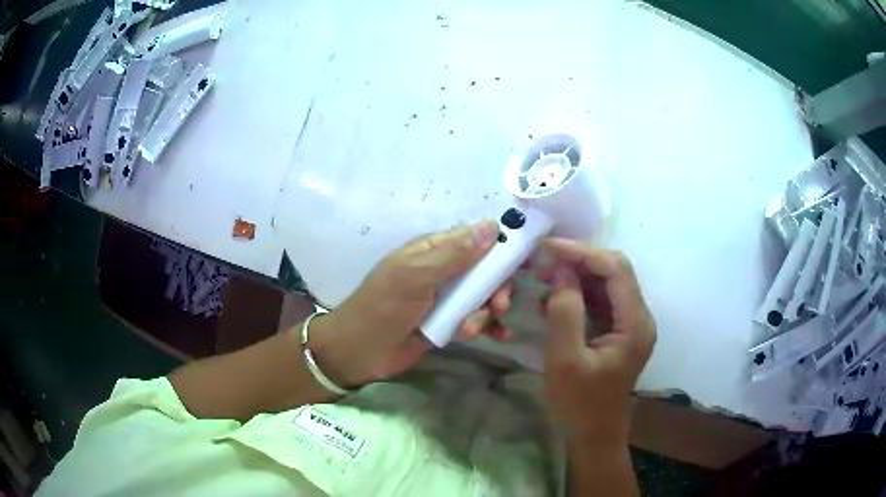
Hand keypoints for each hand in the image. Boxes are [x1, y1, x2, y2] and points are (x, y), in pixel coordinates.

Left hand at [306, 220, 512, 387]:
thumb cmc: (383, 307)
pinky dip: (489, 327)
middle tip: (501, 304)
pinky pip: (477, 319)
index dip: (501, 245)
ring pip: (484, 297)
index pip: (476, 238)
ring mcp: (447, 299)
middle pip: (486, 270)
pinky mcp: (448, 324)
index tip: (524, 258)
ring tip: (473, 328)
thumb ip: (454, 253)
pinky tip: (499, 337)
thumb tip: (492, 225)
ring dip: (487, 312)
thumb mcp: (416, 276)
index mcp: (433, 250)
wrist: (359, 352)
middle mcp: (444, 271)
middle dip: (497, 286)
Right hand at [539, 238, 655, 443]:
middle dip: (579, 261)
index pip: (616, 269)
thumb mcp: (565, 360)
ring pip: (607, 284)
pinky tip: (555, 299)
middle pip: (614, 272)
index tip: (549, 248)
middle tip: (544, 263)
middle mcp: (639, 317)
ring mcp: (631, 324)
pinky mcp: (619, 332)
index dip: (583, 253)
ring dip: (577, 276)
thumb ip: (565, 312)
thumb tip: (563, 272)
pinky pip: (601, 302)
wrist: (594, 434)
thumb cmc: (580, 404)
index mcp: (635, 323)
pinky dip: (578, 294)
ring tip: (545, 277)